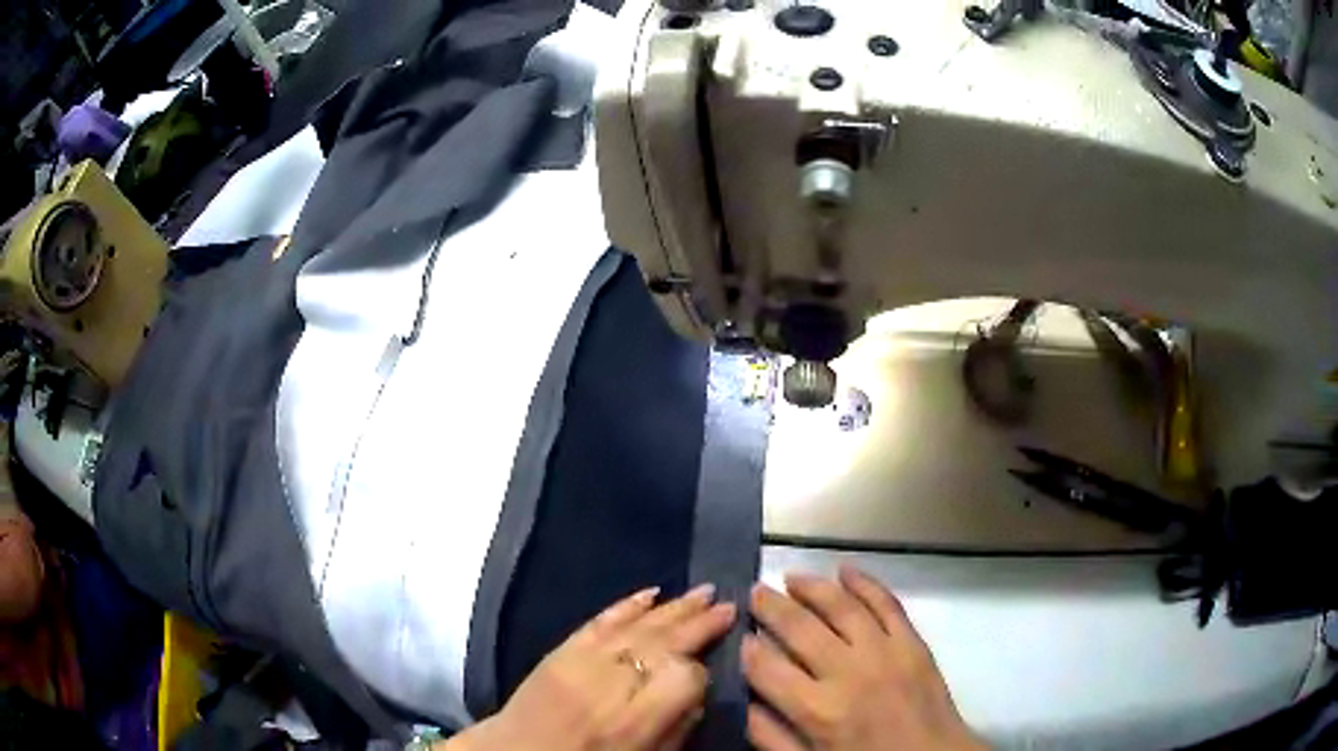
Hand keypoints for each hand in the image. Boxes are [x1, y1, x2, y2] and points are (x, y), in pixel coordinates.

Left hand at [447, 584, 735, 750]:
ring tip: (705, 592)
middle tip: (729, 604)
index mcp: (635, 720)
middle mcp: (611, 683)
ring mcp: (582, 661)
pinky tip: (651, 592)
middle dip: (700, 622)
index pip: (684, 676)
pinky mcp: (561, 648)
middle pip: (665, 642)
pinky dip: (627, 604)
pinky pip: (600, 620)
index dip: (702, 670)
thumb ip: (677, 727)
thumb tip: (697, 689)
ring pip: (637, 625)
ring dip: (674, 606)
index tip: (710, 668)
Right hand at [743, 566, 984, 750]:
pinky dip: (866, 583)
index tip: (737, 635)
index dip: (747, 648)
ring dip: (812, 587)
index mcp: (818, 709)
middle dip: (771, 606)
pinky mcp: (913, 642)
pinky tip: (845, 570)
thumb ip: (769, 736)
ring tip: (791, 577)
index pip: (767, 668)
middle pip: (800, 628)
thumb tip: (742, 700)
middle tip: (753, 591)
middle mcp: (848, 672)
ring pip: (841, 607)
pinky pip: (887, 603)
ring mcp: (885, 651)